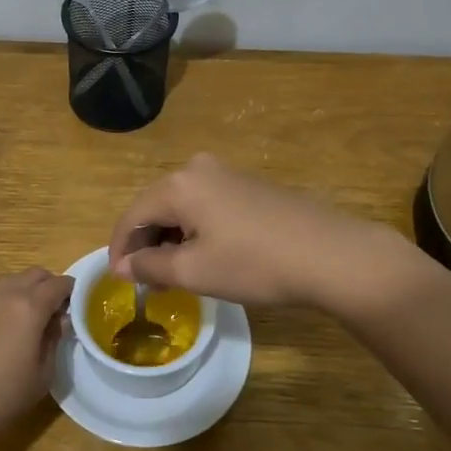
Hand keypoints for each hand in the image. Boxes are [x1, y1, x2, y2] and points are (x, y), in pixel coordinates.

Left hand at [0, 268, 72, 448]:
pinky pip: (1, 293)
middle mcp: (9, 294)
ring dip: (31, 290)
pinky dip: (14, 299)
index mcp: (31, 305)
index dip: (74, 292)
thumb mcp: (42, 374)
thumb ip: (54, 341)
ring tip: (39, 319)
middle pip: (37, 274)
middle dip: (52, 286)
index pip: (60, 284)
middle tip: (61, 312)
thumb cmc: (2, 394)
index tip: (83, 307)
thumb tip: (60, 321)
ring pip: (16, 280)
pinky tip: (17, 327)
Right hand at [108, 153, 419, 312]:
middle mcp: (198, 169)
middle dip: (146, 244)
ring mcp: (227, 173)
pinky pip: (206, 205)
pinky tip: (206, 256)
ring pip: (182, 207)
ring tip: (174, 274)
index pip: (132, 215)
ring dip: (171, 238)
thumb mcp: (194, 271)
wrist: (332, 254)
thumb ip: (150, 265)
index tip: (118, 280)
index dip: (119, 249)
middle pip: (155, 207)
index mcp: (179, 184)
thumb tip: (123, 265)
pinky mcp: (250, 185)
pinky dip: (195, 230)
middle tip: (147, 281)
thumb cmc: (255, 264)